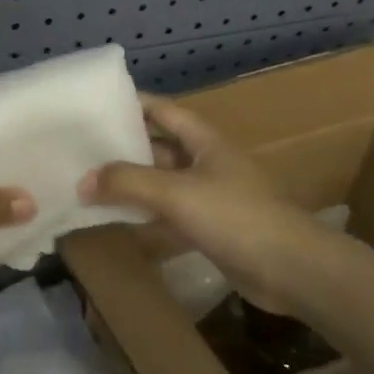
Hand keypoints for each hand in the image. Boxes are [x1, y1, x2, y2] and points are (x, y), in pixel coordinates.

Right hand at [79, 95, 325, 311]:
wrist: (291, 269)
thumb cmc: (235, 216)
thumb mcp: (176, 192)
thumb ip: (127, 183)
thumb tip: (82, 180)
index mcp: (204, 140)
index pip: (163, 110)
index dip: (132, 104)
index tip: (96, 104)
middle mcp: (206, 162)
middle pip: (159, 146)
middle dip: (124, 146)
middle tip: (81, 147)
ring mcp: (209, 196)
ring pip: (161, 182)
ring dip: (131, 183)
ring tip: (88, 181)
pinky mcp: (209, 228)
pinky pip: (168, 214)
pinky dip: (144, 214)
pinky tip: (116, 218)